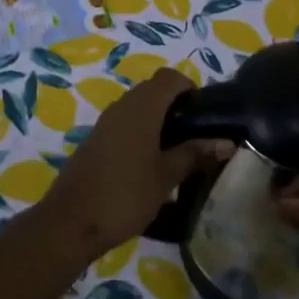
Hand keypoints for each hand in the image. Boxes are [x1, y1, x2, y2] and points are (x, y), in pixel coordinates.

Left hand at [39, 68, 232, 262]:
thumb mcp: (166, 177)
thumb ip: (194, 154)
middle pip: (152, 89)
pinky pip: (123, 123)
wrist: (71, 222)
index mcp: (141, 108)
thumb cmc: (125, 195)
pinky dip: (140, 132)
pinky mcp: (94, 140)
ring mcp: (104, 123)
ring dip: (157, 119)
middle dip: (175, 104)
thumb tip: (227, 142)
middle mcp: (121, 106)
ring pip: (136, 107)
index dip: (189, 87)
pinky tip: (150, 162)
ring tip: (177, 150)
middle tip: (195, 134)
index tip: (204, 113)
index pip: (168, 77)